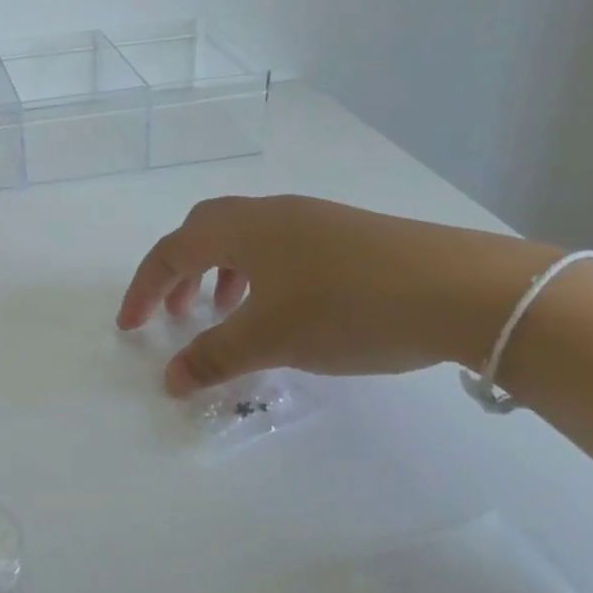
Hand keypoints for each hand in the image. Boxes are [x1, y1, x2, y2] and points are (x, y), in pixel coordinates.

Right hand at [116, 195, 563, 394]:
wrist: (461, 288)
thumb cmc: (349, 307)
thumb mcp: (273, 338)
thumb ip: (215, 358)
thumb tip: (169, 380)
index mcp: (242, 228)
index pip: (171, 251)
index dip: (143, 289)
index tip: (130, 327)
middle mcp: (270, 212)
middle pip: (203, 231)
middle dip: (180, 273)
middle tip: (178, 315)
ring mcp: (312, 219)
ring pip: (244, 238)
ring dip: (220, 273)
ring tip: (226, 313)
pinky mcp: (346, 234)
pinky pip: (279, 247)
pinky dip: (258, 274)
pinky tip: (283, 308)